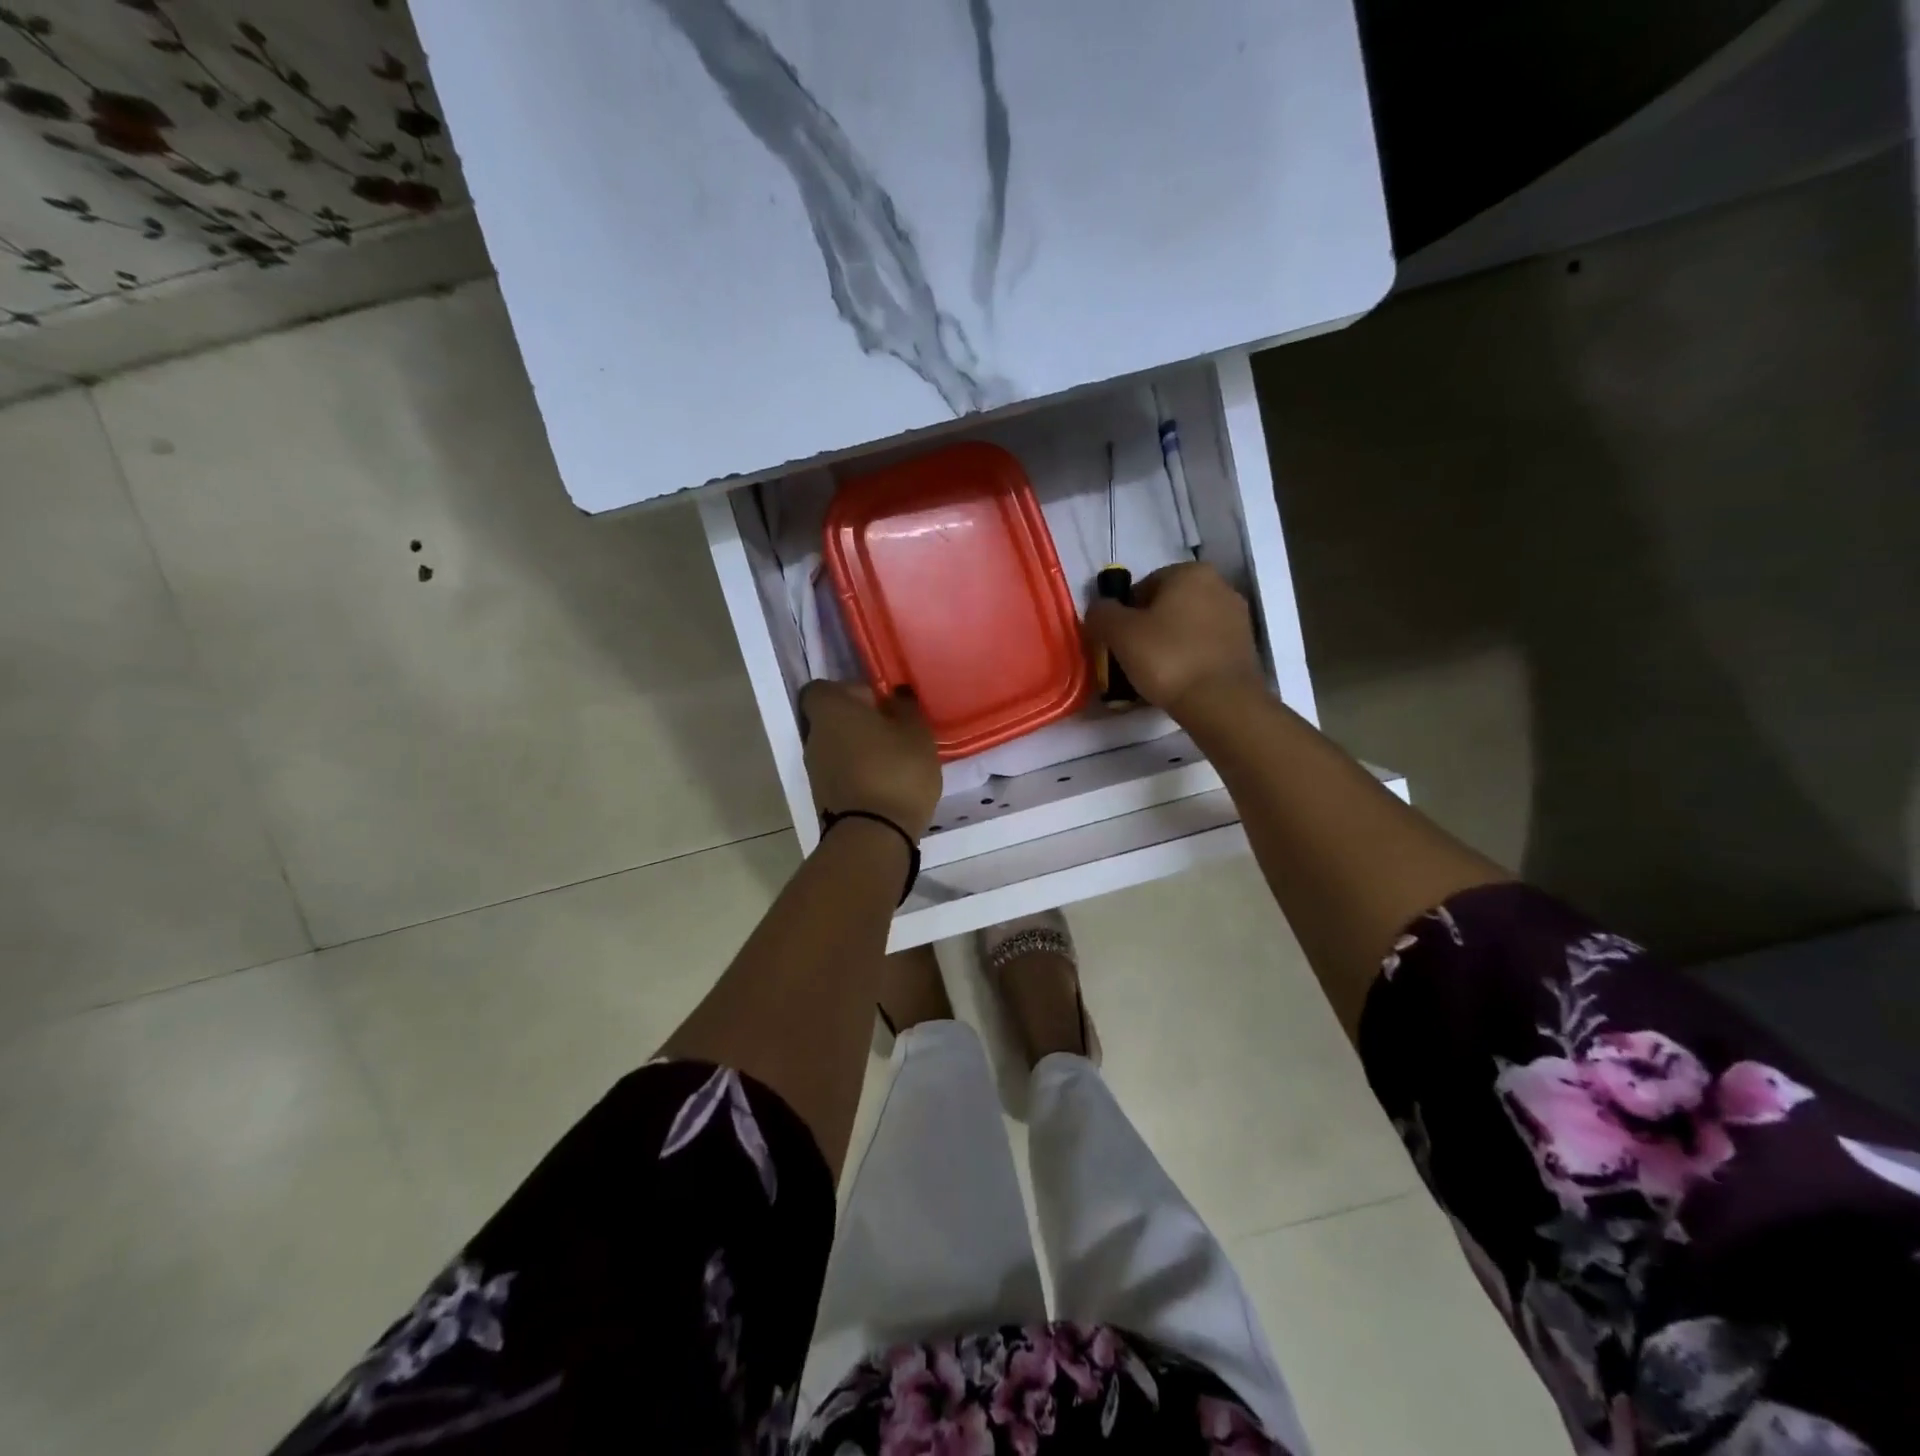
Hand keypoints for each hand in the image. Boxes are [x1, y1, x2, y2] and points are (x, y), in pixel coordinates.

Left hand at [800, 681, 941, 840]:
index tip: (879, 703)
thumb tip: (895, 696)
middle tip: (894, 732)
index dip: (851, 691)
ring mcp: (814, 769)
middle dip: (859, 722)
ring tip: (895, 760)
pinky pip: (841, 774)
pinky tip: (887, 784)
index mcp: (830, 710)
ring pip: (837, 748)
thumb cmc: (896, 771)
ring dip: (861, 750)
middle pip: (832, 719)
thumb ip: (905, 707)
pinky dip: (859, 774)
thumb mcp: (916, 732)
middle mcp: (814, 736)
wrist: (873, 836)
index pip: (824, 688)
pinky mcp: (822, 797)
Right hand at [1084, 562, 1266, 719]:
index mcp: (1189, 572)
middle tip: (1132, 659)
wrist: (1221, 703)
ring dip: (1168, 645)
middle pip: (1167, 606)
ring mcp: (1237, 616)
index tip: (1118, 642)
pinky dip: (1189, 659)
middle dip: (1148, 629)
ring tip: (1154, 675)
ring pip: (1187, 627)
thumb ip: (1102, 613)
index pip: (1143, 586)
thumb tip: (1099, 608)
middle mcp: (1219, 585)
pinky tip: (1178, 682)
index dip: (1124, 614)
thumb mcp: (1119, 633)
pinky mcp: (1245, 646)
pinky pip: (1204, 647)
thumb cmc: (1167, 658)